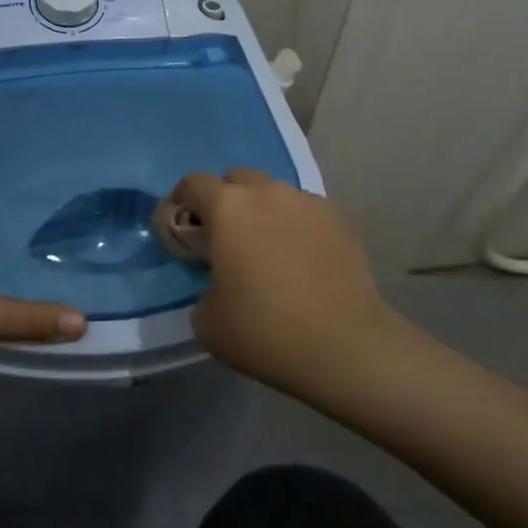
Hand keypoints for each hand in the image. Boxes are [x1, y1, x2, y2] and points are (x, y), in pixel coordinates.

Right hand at [169, 168, 398, 394]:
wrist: (348, 347)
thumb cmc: (267, 332)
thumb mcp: (208, 322)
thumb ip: (202, 286)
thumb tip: (217, 281)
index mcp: (228, 209)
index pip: (193, 184)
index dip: (180, 202)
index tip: (180, 229)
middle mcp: (266, 193)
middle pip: (236, 179)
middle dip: (224, 202)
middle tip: (225, 239)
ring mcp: (306, 202)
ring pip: (273, 193)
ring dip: (261, 212)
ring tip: (267, 250)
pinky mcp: (338, 219)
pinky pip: (303, 211)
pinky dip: (293, 226)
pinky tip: (300, 260)